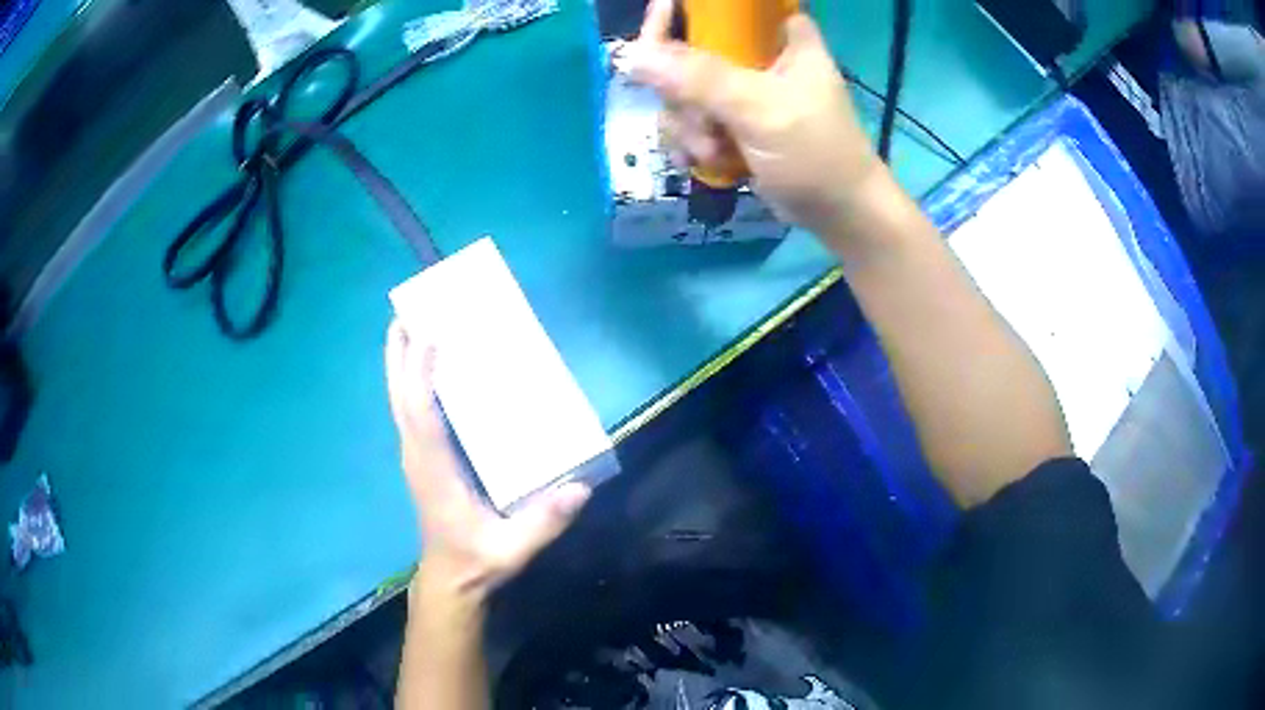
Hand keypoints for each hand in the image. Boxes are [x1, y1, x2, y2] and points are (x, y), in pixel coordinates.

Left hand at [384, 321, 590, 601]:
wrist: (452, 578)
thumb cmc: (478, 559)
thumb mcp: (514, 548)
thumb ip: (545, 522)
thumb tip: (580, 488)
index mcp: (435, 470)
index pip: (422, 416)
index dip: (420, 376)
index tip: (427, 335)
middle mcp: (417, 456)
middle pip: (400, 397)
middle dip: (398, 355)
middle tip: (404, 313)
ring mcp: (415, 456)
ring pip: (399, 401)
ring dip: (399, 364)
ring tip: (406, 327)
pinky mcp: (420, 458)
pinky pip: (409, 411)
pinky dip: (409, 382)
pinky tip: (421, 368)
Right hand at [623, 0, 882, 236]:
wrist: (838, 213)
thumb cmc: (817, 155)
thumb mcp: (763, 110)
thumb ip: (701, 79)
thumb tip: (632, 55)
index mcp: (778, 34)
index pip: (718, 8)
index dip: (679, 17)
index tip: (652, 43)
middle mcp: (757, 53)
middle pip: (687, 50)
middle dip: (683, 95)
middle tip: (703, 124)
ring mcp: (741, 89)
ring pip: (682, 89)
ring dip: (688, 126)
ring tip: (713, 152)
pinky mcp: (732, 120)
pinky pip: (689, 118)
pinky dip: (691, 141)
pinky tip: (704, 162)